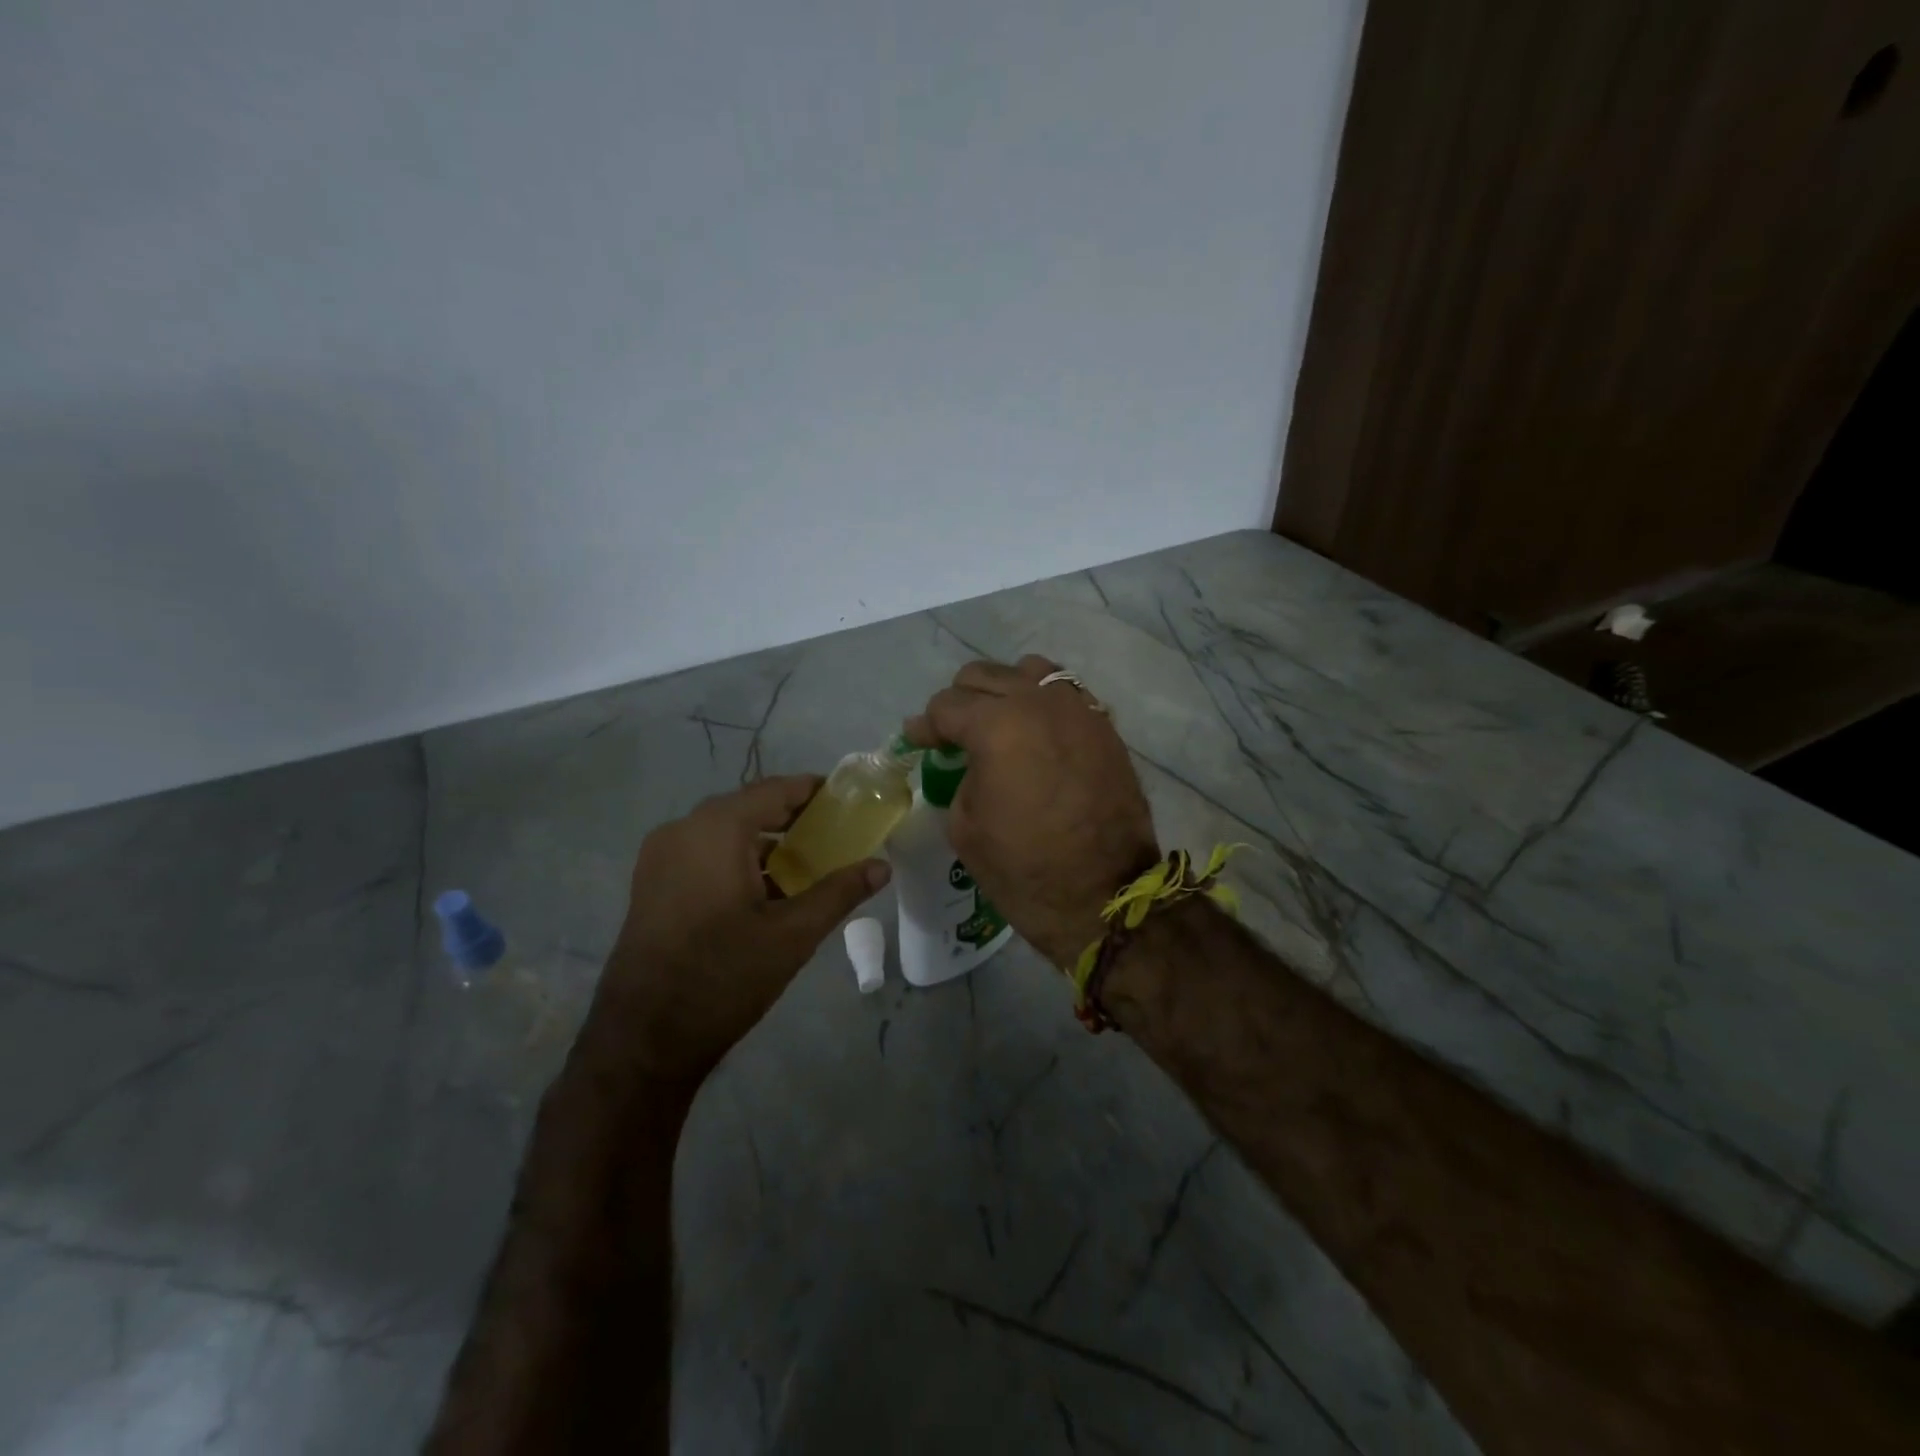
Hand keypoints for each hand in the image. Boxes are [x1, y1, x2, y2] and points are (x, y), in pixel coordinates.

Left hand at [595, 776, 889, 1081]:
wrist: (644, 1040)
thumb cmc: (724, 977)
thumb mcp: (792, 935)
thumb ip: (839, 893)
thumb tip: (882, 867)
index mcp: (715, 830)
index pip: (775, 790)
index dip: (814, 791)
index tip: (849, 801)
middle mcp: (682, 830)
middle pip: (749, 808)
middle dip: (793, 818)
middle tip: (836, 836)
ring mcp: (660, 857)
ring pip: (725, 833)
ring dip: (766, 842)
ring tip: (808, 865)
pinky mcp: (652, 884)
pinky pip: (704, 854)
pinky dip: (738, 860)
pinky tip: (767, 890)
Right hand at [904, 656, 1157, 965]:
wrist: (1104, 896)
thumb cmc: (1024, 869)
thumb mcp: (965, 826)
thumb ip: (960, 777)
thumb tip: (967, 762)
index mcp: (997, 726)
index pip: (947, 706)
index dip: (925, 725)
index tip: (918, 741)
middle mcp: (1038, 703)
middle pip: (985, 675)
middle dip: (961, 702)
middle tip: (953, 735)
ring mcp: (1078, 710)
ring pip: (1029, 672)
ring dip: (1005, 692)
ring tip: (999, 725)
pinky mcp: (1104, 727)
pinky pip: (1065, 695)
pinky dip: (1042, 704)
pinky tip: (1036, 734)